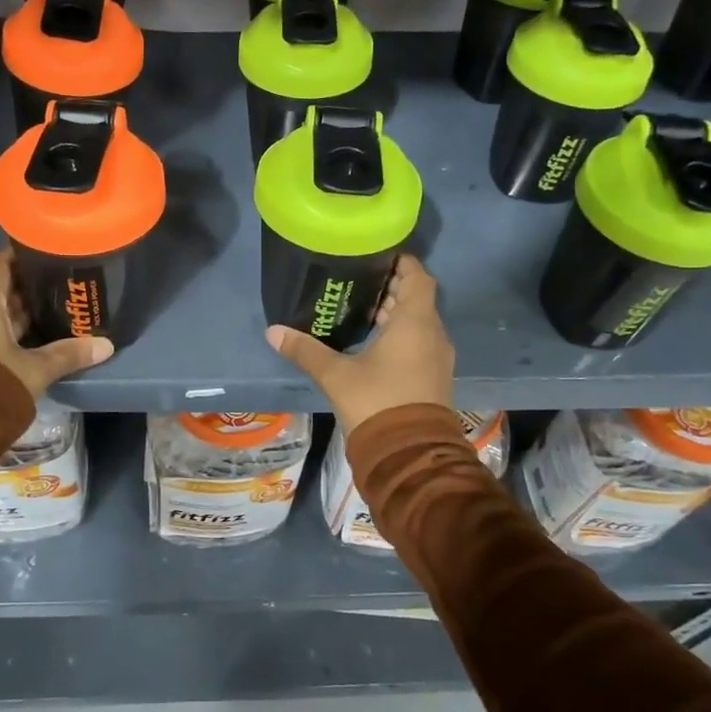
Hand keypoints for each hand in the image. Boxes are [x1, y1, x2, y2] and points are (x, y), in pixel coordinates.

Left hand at [0, 249, 113, 398]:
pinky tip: (26, 342)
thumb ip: (68, 354)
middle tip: (59, 289)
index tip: (49, 256)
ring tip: (49, 315)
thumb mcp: (35, 371)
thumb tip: (106, 345)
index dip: (23, 256)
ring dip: (13, 314)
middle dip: (25, 289)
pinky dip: (0, 333)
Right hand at [266, 255, 454, 434]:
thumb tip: (273, 331)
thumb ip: (305, 350)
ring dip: (397, 314)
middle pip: (417, 299)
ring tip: (363, 310)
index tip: (378, 256)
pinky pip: (421, 343)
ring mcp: (438, 358)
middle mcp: (433, 334)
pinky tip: (374, 343)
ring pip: (419, 323)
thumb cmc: (376, 402)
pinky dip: (402, 335)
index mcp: (415, 322)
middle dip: (392, 288)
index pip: (418, 277)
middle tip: (360, 282)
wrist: (409, 455)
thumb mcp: (335, 374)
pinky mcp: (434, 377)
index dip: (402, 263)